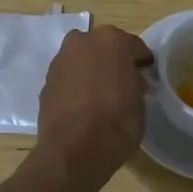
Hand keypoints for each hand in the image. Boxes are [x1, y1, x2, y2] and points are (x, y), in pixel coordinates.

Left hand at [36, 25, 153, 182]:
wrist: (73, 150)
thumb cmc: (116, 124)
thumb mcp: (140, 104)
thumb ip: (135, 84)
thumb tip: (130, 81)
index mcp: (113, 41)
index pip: (135, 47)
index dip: (142, 63)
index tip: (145, 76)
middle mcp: (84, 41)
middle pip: (105, 47)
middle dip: (114, 61)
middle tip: (122, 83)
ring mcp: (61, 59)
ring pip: (83, 59)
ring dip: (92, 69)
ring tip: (100, 94)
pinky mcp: (46, 79)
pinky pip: (69, 76)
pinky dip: (76, 83)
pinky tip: (82, 103)